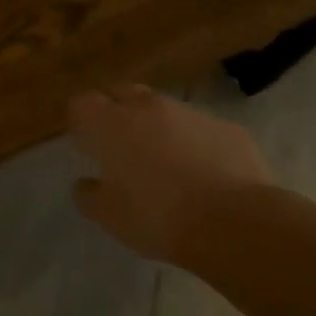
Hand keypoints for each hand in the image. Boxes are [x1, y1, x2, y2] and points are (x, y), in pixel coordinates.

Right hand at [69, 84, 272, 264]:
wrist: (235, 222)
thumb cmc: (158, 217)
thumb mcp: (110, 217)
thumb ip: (89, 195)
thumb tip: (85, 183)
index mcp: (111, 124)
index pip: (82, 103)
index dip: (80, 119)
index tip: (84, 141)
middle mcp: (147, 107)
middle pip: (122, 93)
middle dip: (116, 111)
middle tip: (119, 144)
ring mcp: (190, 113)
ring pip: (163, 109)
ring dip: (157, 126)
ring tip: (164, 161)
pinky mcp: (226, 127)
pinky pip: (200, 128)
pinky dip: (194, 142)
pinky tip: (203, 172)